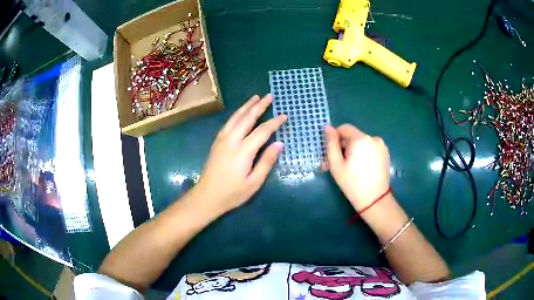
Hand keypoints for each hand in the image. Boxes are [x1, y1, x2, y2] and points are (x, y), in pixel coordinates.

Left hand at [194, 94, 285, 214]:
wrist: (207, 196)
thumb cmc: (232, 193)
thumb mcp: (254, 182)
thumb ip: (266, 162)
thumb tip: (279, 143)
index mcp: (243, 151)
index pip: (262, 131)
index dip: (274, 122)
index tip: (284, 115)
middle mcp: (231, 140)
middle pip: (247, 118)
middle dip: (259, 106)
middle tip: (269, 96)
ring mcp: (222, 140)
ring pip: (235, 118)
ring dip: (246, 106)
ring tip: (255, 97)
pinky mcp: (216, 142)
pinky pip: (228, 123)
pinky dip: (236, 114)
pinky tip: (240, 112)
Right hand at [325, 124, 390, 210]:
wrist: (374, 199)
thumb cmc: (352, 183)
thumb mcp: (336, 164)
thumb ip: (331, 144)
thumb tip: (328, 127)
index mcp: (361, 138)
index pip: (344, 128)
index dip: (335, 137)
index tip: (331, 153)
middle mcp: (373, 138)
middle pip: (354, 136)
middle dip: (344, 147)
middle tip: (335, 164)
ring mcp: (381, 146)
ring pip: (362, 143)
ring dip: (353, 152)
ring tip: (348, 168)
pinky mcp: (386, 154)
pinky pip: (370, 149)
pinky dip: (363, 155)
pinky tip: (360, 169)